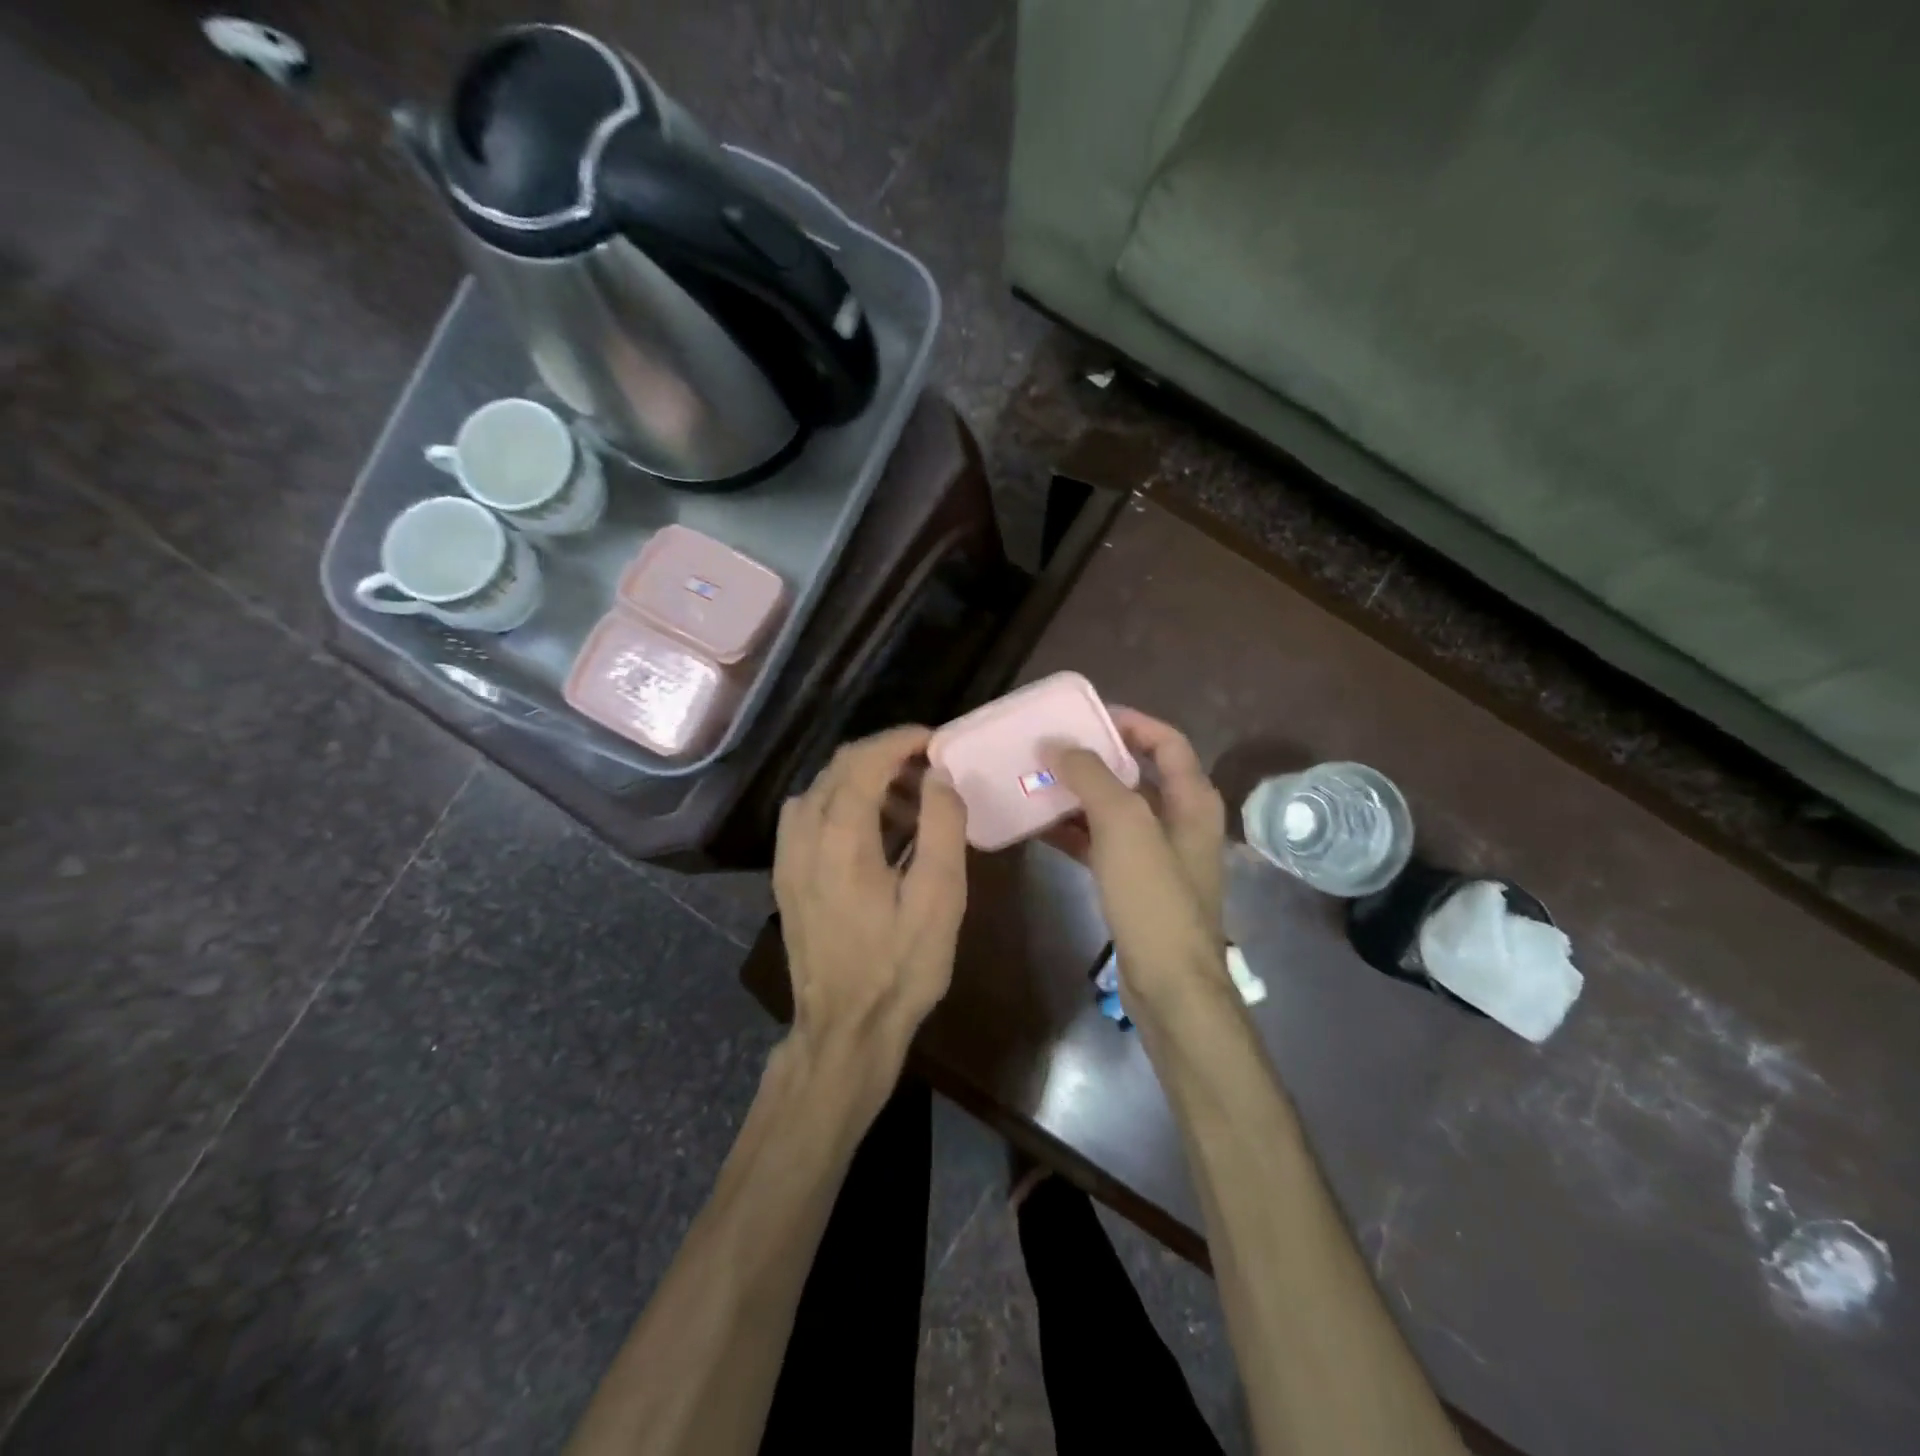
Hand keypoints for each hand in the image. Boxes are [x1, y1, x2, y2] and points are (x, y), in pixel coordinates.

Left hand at [773, 725, 968, 1099]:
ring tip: (909, 802)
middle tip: (929, 770)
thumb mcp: (940, 898)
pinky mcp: (786, 875)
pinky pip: (809, 815)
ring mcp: (788, 855)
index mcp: (841, 836)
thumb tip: (938, 776)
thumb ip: (942, 826)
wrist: (844, 1029)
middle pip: (840, 767)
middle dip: (885, 756)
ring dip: (864, 780)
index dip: (901, 740)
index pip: (865, 760)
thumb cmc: (899, 966)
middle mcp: (804, 834)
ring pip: (822, 789)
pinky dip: (842, 803)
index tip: (935, 740)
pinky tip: (872, 831)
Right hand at [1044, 709, 1225, 1005]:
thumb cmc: (1154, 898)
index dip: (1130, 722)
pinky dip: (1074, 832)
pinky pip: (1102, 844)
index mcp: (1192, 800)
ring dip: (1078, 795)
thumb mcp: (1124, 826)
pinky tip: (1038, 828)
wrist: (1169, 984)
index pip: (1166, 741)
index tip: (1085, 716)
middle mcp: (1180, 821)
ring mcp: (1158, 855)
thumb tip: (1058, 744)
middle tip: (1049, 749)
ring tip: (1035, 782)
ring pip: (1114, 810)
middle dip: (1094, 759)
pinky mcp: (1136, 884)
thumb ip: (1092, 777)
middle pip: (1136, 774)